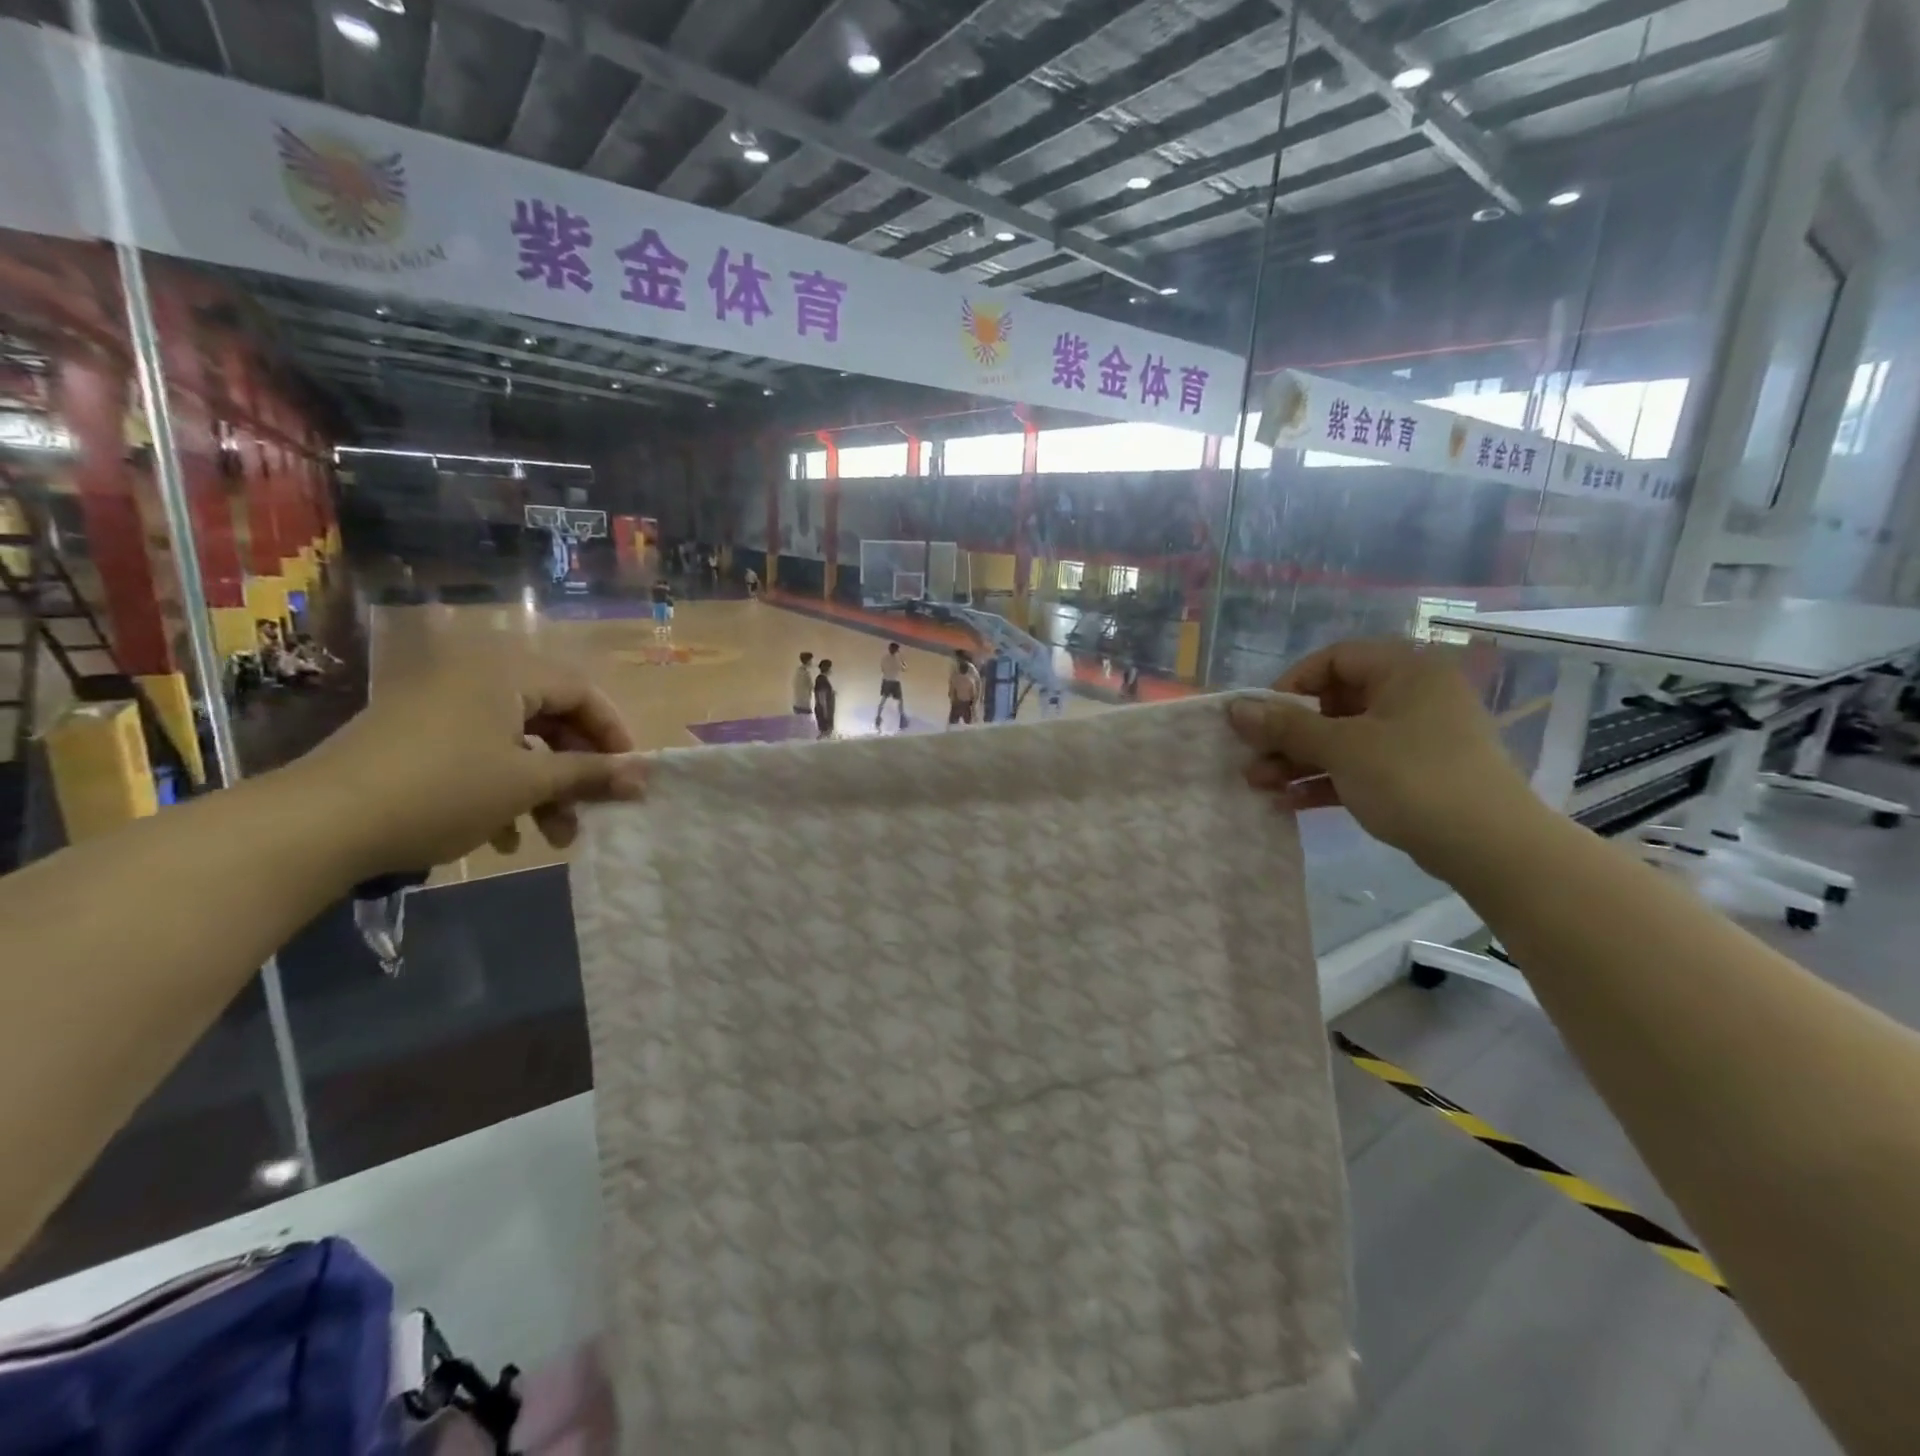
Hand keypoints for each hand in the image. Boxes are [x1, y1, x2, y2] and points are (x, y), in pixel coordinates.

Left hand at [288, 647, 647, 877]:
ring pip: (516, 742)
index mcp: (505, 672)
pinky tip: (502, 837)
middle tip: (594, 809)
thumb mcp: (529, 783)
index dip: (613, 734)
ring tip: (554, 839)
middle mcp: (475, 677)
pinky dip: (501, 790)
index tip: (629, 776)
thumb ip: (591, 774)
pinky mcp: (414, 737)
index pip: (582, 692)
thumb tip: (646, 777)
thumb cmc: (445, 789)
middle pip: (551, 718)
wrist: (320, 824)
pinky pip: (478, 753)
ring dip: (543, 789)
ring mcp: (439, 706)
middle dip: (576, 770)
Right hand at [1228, 638, 1537, 872]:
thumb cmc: (1412, 778)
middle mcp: (1412, 696)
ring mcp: (1416, 736)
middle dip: (1287, 733)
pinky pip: (1360, 765)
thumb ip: (1285, 726)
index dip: (1291, 684)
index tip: (1261, 717)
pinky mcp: (1415, 773)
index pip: (1334, 659)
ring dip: (1298, 760)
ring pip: (1343, 738)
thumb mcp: (1342, 748)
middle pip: (1334, 703)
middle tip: (1251, 756)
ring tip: (1258, 784)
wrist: (1491, 847)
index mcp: (1404, 671)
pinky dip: (1325, 780)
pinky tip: (1288, 801)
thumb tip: (1234, 708)